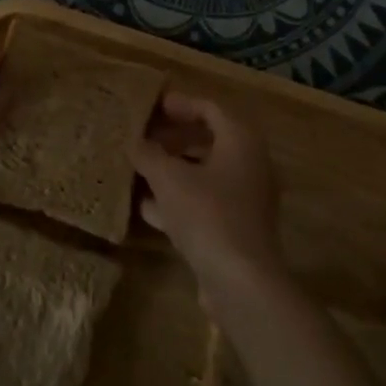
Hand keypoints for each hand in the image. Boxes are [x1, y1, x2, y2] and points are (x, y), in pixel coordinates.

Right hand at [132, 92, 287, 303]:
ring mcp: (246, 199)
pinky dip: (178, 199)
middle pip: (209, 140)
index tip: (152, 106)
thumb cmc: (208, 214)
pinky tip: (146, 206)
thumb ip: (149, 154)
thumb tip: (135, 142)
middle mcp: (250, 164)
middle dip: (174, 137)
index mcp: (240, 141)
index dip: (180, 104)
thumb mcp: (169, 178)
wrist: (241, 281)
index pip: (210, 108)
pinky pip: (205, 202)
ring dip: (174, 169)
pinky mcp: (237, 228)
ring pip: (205, 173)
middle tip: (144, 136)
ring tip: (139, 168)